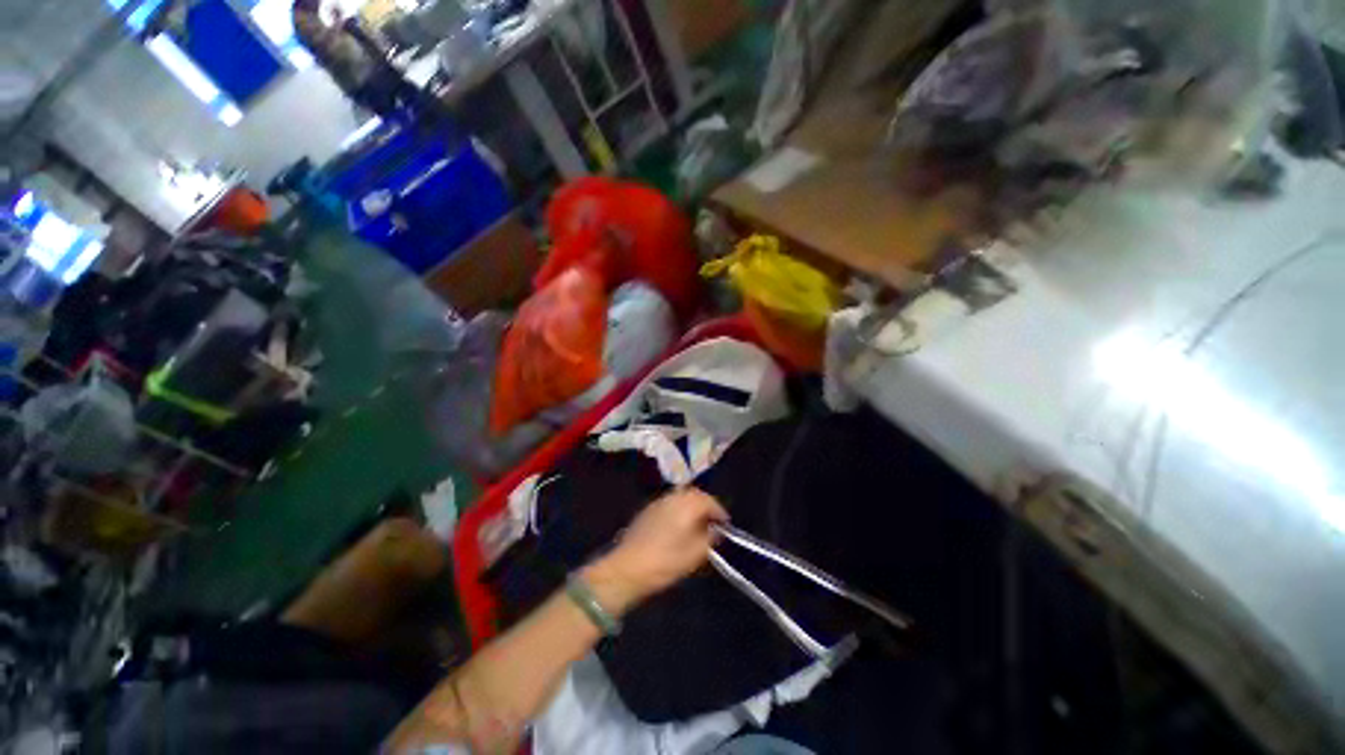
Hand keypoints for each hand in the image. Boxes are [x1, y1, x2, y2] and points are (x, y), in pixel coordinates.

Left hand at [582, 489, 727, 615]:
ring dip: (692, 505)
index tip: (725, 524)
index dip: (719, 511)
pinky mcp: (647, 510)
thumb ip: (709, 539)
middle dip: (706, 504)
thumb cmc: (664, 562)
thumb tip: (716, 530)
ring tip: (697, 523)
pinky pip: (670, 502)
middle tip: (712, 521)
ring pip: (681, 496)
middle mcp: (673, 497)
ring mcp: (658, 502)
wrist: (626, 568)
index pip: (709, 501)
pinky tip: (678, 525)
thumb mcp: (694, 555)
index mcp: (687, 505)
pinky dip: (679, 508)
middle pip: (695, 494)